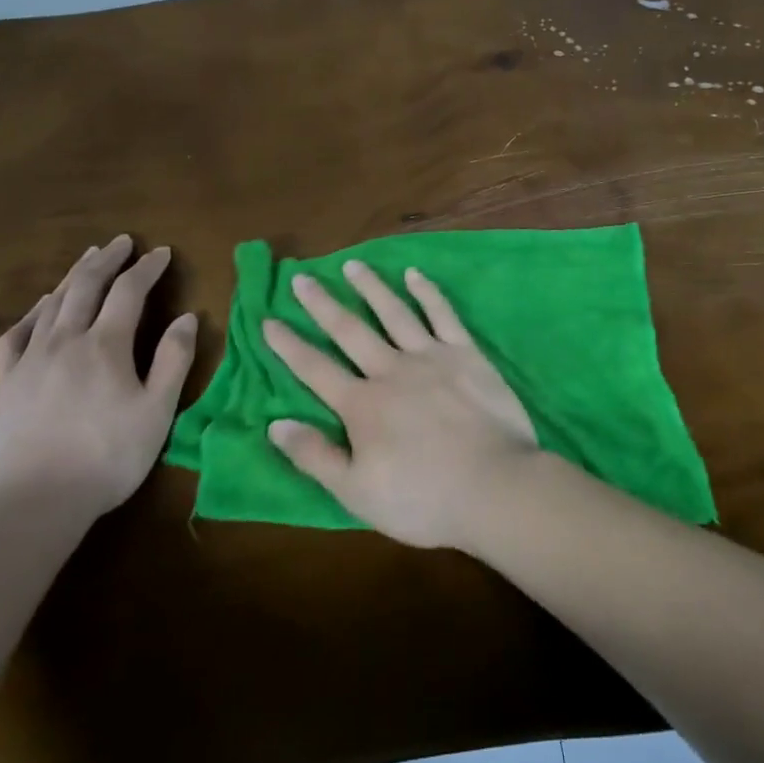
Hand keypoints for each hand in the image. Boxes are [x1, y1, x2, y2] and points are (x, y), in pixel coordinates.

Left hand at [0, 235, 197, 520]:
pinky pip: (17, 334)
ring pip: (52, 304)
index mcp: (106, 345)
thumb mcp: (157, 411)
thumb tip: (187, 317)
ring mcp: (31, 360)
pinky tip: (40, 308)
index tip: (161, 252)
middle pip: (86, 286)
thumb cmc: (108, 456)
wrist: (34, 502)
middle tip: (122, 242)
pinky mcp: (7, 383)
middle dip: (107, 260)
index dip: (147, 268)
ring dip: (73, 276)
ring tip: (87, 260)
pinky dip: (33, 312)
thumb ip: (174, 360)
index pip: (129, 291)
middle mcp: (66, 341)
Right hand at [262, 261, 538, 549]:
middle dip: (322, 304)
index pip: (315, 369)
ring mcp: (431, 357)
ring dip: (371, 287)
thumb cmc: (423, 498)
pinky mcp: (466, 354)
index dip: (289, 345)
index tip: (269, 320)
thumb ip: (315, 456)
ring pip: (394, 313)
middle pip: (350, 331)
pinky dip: (427, 292)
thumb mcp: (356, 492)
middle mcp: (391, 370)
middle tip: (301, 278)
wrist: (494, 486)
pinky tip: (414, 274)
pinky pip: (443, 315)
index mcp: (362, 405)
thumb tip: (275, 425)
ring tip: (352, 264)